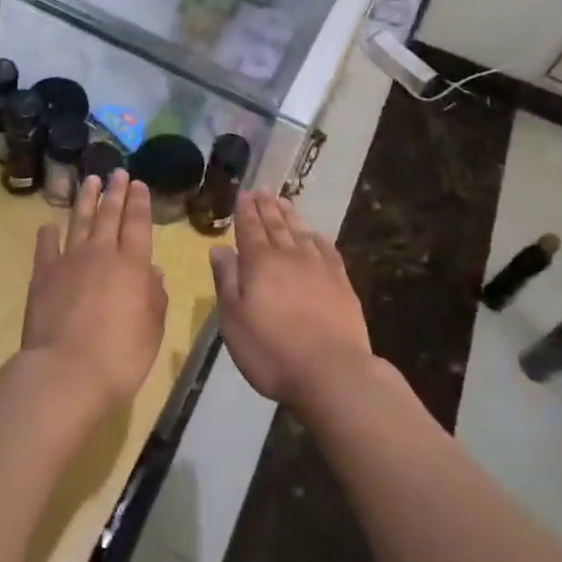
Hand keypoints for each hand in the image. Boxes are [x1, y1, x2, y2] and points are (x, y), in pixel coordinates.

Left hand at [22, 171, 168, 410]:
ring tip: (90, 181)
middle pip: (109, 215)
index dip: (139, 202)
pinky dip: (48, 233)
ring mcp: (69, 261)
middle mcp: (101, 253)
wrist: (66, 371)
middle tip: (117, 173)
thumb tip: (154, 273)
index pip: (137, 223)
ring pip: (79, 221)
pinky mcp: (43, 275)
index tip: (138, 183)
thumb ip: (155, 297)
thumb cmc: (120, 356)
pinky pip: (46, 246)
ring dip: (86, 200)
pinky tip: (50, 225)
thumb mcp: (152, 330)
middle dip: (115, 192)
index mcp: (132, 264)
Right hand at [210, 192, 372, 412]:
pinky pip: (327, 250)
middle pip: (276, 225)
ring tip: (283, 202)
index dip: (245, 211)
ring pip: (301, 232)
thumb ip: (226, 280)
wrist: (332, 372)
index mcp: (259, 263)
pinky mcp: (341, 283)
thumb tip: (219, 248)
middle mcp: (289, 256)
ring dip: (290, 216)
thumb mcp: (233, 320)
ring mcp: (319, 268)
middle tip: (262, 190)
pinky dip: (318, 238)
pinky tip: (316, 235)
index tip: (244, 194)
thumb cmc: (271, 350)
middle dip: (266, 207)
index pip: (250, 229)